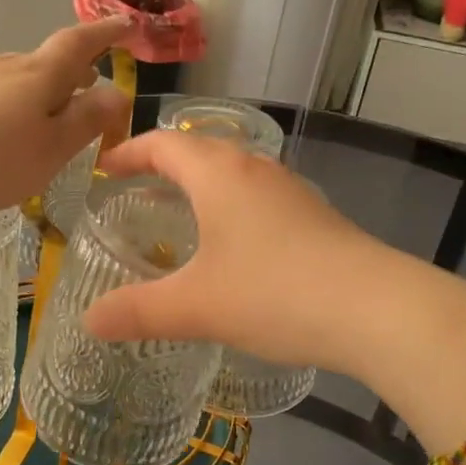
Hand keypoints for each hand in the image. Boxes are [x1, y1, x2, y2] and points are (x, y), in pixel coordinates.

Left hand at [0, 20, 131, 214]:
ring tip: (48, 110)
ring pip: (15, 77)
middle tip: (90, 84)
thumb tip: (118, 92)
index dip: (105, 32)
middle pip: (46, 60)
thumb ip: (87, 120)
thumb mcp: (53, 147)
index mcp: (40, 75)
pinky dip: (7, 105)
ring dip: (38, 88)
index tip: (126, 23)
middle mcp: (5, 68)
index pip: (80, 43)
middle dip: (72, 69)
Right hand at [82, 131, 390, 371]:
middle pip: (200, 150)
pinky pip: (259, 198)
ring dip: (202, 185)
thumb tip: (89, 321)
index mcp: (219, 173)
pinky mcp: (315, 216)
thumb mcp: (196, 306)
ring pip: (234, 173)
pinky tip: (234, 248)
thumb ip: (138, 312)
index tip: (105, 168)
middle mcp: (255, 169)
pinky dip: (232, 208)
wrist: (376, 309)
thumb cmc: (275, 292)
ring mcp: (291, 191)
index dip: (130, 152)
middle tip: (136, 190)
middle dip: (164, 165)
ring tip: (180, 216)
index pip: (163, 144)